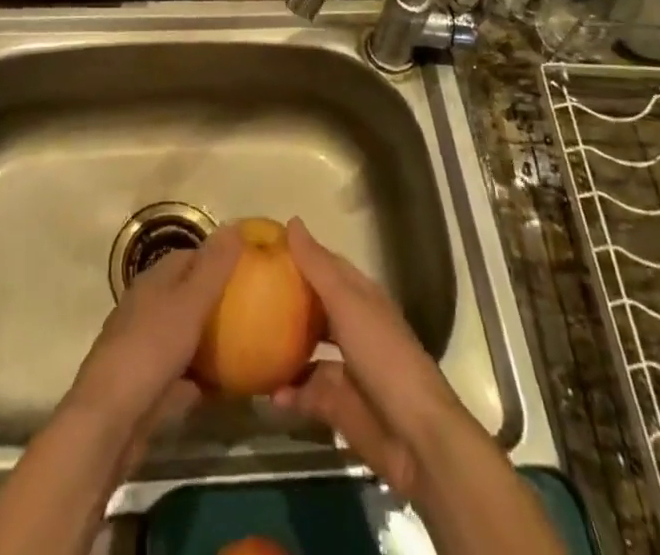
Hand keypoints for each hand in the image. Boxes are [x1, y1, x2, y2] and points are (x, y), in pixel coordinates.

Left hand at [62, 226, 240, 466]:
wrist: (108, 423)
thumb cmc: (151, 351)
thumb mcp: (189, 304)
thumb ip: (213, 267)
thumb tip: (235, 224)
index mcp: (154, 281)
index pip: (190, 256)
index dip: (218, 258)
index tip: (249, 270)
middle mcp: (146, 308)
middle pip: (187, 295)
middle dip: (217, 300)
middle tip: (253, 310)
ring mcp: (144, 347)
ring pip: (184, 335)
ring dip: (209, 339)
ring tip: (247, 345)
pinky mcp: (146, 385)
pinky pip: (181, 373)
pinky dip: (200, 376)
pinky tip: (226, 387)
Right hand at [270, 217, 471, 499]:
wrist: (416, 437)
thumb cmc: (384, 356)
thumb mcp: (348, 304)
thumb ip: (318, 267)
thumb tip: (292, 221)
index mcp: (359, 297)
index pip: (325, 265)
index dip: (298, 254)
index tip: (262, 246)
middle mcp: (351, 327)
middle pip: (313, 307)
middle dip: (283, 301)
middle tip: (243, 293)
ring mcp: (344, 368)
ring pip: (305, 351)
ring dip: (279, 348)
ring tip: (245, 341)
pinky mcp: (337, 406)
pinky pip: (304, 394)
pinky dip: (285, 393)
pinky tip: (264, 391)